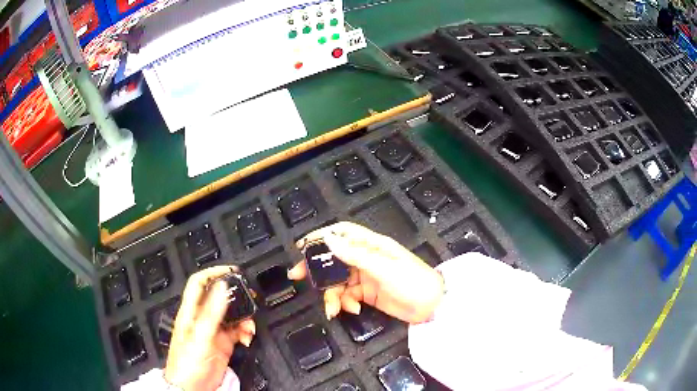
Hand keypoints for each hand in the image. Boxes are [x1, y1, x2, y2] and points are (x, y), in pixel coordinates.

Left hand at [164, 266, 255, 390]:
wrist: (192, 387)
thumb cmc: (188, 363)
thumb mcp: (200, 336)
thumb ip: (211, 312)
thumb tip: (221, 287)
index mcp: (191, 312)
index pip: (199, 283)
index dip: (214, 273)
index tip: (232, 272)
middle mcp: (202, 318)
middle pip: (219, 297)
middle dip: (235, 295)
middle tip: (250, 297)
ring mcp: (213, 331)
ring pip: (231, 316)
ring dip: (244, 318)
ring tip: (250, 326)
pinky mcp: (223, 344)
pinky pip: (237, 332)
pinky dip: (245, 332)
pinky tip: (247, 338)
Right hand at [289, 222, 443, 323]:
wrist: (432, 307)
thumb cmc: (413, 282)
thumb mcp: (384, 268)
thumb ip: (355, 255)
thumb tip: (328, 238)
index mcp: (372, 245)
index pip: (343, 233)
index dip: (322, 236)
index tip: (303, 245)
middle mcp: (366, 258)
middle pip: (334, 258)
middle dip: (316, 268)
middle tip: (297, 277)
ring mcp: (366, 277)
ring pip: (338, 282)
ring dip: (332, 295)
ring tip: (333, 309)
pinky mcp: (367, 294)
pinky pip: (347, 296)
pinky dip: (345, 303)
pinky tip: (353, 310)